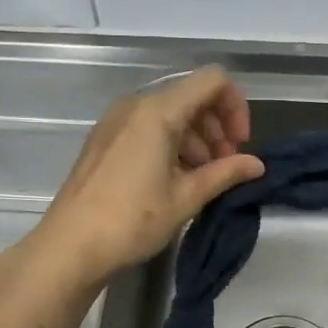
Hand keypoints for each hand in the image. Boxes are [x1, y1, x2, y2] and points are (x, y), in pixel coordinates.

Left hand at [29, 67, 264, 286]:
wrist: (70, 246)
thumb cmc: (132, 220)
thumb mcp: (186, 198)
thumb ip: (225, 174)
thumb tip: (257, 165)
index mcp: (158, 111)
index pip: (213, 82)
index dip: (236, 107)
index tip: (240, 146)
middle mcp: (136, 105)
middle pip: (192, 96)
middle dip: (217, 126)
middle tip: (225, 166)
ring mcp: (116, 121)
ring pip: (170, 112)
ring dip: (196, 138)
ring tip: (202, 177)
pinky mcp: (105, 139)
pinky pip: (148, 126)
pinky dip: (171, 143)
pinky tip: (175, 179)